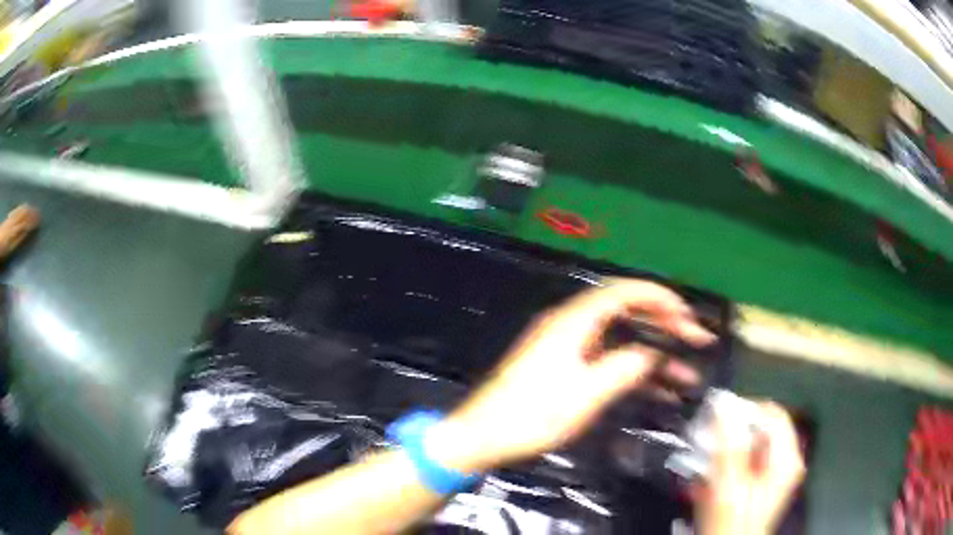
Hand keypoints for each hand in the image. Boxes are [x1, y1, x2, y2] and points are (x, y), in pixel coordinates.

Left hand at [427, 278, 715, 472]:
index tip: (687, 313)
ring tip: (687, 372)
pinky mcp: (566, 367)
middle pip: (626, 311)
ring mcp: (568, 346)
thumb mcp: (584, 395)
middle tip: (695, 339)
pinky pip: (608, 359)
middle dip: (663, 323)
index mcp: (573, 321)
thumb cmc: (531, 415)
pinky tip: (658, 389)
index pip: (623, 292)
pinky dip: (633, 369)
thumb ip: (623, 368)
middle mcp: (571, 325)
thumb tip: (651, 353)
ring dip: (653, 352)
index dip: (658, 296)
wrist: (483, 435)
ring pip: (621, 338)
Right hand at [695, 402, 805, 534]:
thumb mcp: (728, 484)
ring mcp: (775, 475)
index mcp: (786, 458)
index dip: (746, 408)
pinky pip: (746, 462)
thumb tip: (724, 404)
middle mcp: (786, 462)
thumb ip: (728, 443)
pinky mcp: (762, 485)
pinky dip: (727, 464)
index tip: (719, 414)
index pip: (772, 413)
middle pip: (762, 431)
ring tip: (702, 462)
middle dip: (732, 433)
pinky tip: (708, 479)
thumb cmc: (731, 522)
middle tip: (705, 441)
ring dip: (725, 450)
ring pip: (751, 446)